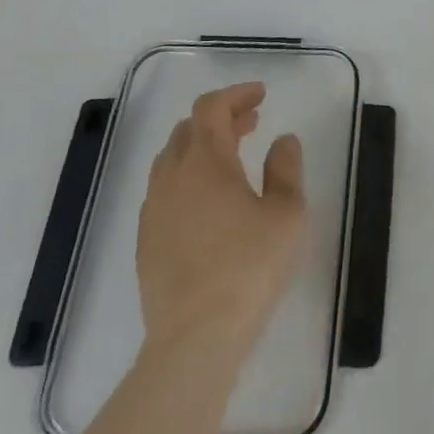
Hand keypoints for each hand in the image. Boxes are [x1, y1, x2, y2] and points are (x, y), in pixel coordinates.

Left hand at [136, 82, 305, 360]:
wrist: (195, 339)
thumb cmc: (249, 268)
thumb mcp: (287, 213)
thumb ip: (286, 168)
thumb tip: (282, 140)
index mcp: (206, 162)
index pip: (211, 108)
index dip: (235, 95)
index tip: (261, 95)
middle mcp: (172, 177)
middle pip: (188, 129)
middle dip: (221, 118)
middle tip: (252, 123)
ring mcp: (154, 211)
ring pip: (171, 159)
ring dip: (201, 146)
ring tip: (232, 157)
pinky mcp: (146, 241)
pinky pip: (164, 190)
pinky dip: (187, 177)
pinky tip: (209, 200)